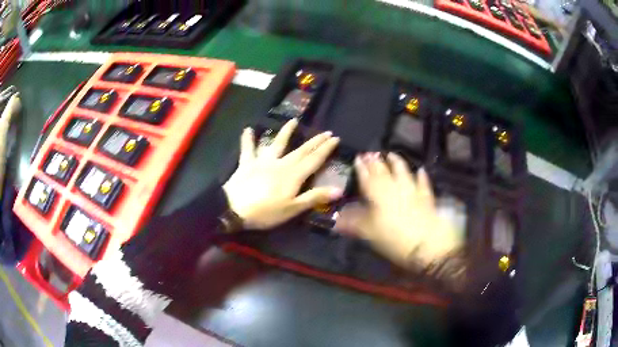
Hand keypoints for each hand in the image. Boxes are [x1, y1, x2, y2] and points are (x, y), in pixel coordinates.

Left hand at [223, 119, 341, 229]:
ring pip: (277, 143)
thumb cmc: (266, 212)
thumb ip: (315, 197)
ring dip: (286, 132)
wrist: (234, 208)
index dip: (325, 149)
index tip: (335, 138)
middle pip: (301, 150)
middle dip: (315, 141)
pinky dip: (247, 139)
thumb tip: (339, 190)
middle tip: (325, 132)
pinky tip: (247, 129)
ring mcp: (263, 161)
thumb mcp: (293, 208)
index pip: (314, 159)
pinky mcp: (247, 163)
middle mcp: (281, 163)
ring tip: (293, 120)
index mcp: (293, 175)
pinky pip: (248, 149)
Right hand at [335, 153, 462, 267]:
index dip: (362, 168)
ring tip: (391, 154)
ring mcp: (412, 190)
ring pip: (403, 171)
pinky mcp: (426, 197)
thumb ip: (353, 223)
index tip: (358, 157)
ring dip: (396, 162)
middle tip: (371, 153)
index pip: (367, 177)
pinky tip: (420, 170)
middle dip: (376, 161)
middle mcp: (394, 187)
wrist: (425, 245)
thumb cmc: (393, 239)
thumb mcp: (368, 233)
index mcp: (378, 194)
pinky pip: (423, 182)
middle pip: (383, 171)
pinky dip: (421, 176)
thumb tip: (336, 219)